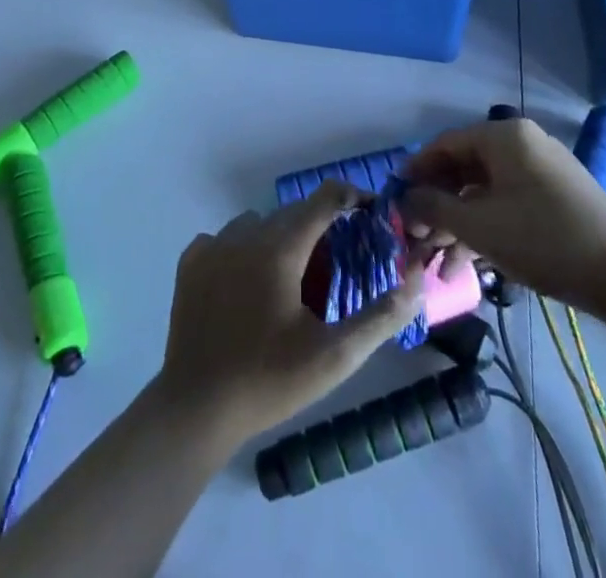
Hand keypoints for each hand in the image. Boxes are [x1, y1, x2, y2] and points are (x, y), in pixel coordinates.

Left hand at [155, 182, 424, 446]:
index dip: (351, 197)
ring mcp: (212, 246)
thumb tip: (415, 283)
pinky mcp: (191, 263)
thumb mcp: (334, 358)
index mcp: (279, 249)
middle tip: (337, 262)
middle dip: (319, 225)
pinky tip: (248, 284)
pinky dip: (243, 249)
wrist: (196, 408)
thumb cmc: (269, 382)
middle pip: (292, 212)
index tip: (371, 211)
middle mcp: (244, 235)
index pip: (323, 200)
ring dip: (280, 236)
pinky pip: (225, 238)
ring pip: (257, 222)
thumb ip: (379, 318)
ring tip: (291, 278)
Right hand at [402, 117, 605, 316]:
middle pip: (465, 168)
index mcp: (505, 136)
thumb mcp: (478, 226)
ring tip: (440, 263)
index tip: (396, 199)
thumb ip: (434, 207)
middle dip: (438, 206)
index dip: (416, 172)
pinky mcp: (557, 198)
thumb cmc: (542, 240)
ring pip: (486, 191)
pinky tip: (470, 264)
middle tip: (417, 236)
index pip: (445, 144)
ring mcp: (543, 171)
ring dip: (460, 225)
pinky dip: (487, 228)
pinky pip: (509, 204)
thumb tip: (404, 198)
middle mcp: (523, 144)